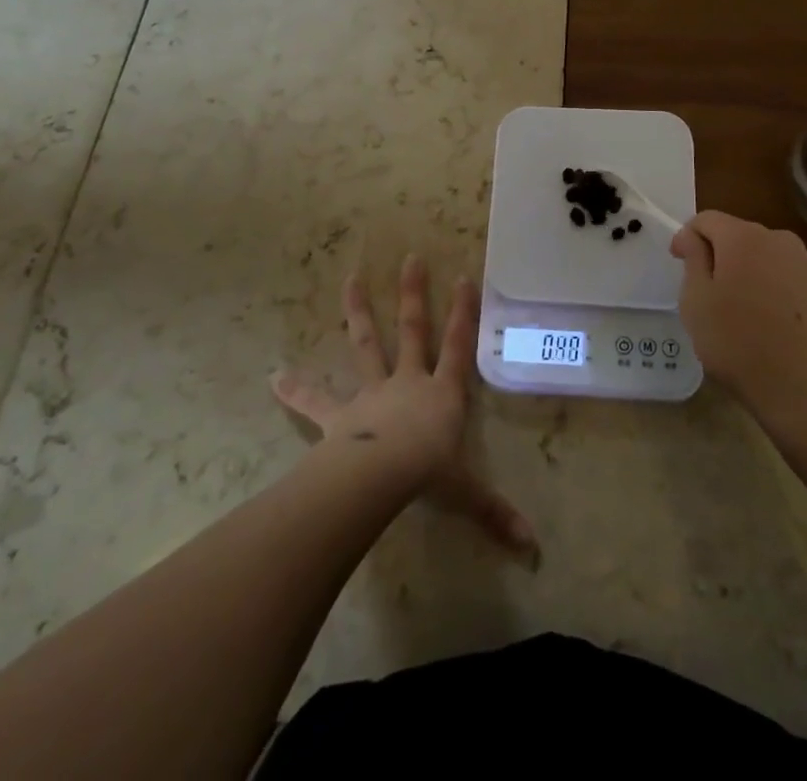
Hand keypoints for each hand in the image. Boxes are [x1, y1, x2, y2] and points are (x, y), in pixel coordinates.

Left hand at [272, 254, 536, 556]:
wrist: (379, 475)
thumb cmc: (427, 474)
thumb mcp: (466, 492)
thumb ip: (495, 513)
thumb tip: (532, 547)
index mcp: (442, 393)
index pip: (459, 346)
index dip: (463, 313)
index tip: (464, 278)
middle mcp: (408, 381)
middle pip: (413, 330)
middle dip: (413, 295)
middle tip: (411, 258)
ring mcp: (372, 393)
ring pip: (366, 344)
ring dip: (358, 312)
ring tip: (350, 279)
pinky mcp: (340, 414)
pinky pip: (316, 400)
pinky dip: (296, 388)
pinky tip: (273, 376)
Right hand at [671, 212, 806, 442]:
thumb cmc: (740, 344)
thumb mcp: (697, 302)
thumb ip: (694, 260)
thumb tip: (693, 237)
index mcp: (743, 237)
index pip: (707, 219)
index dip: (687, 237)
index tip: (678, 263)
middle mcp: (779, 240)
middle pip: (739, 235)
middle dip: (720, 254)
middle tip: (708, 292)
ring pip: (766, 257)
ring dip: (749, 272)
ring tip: (741, 311)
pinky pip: (789, 278)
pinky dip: (774, 290)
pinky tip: (771, 324)